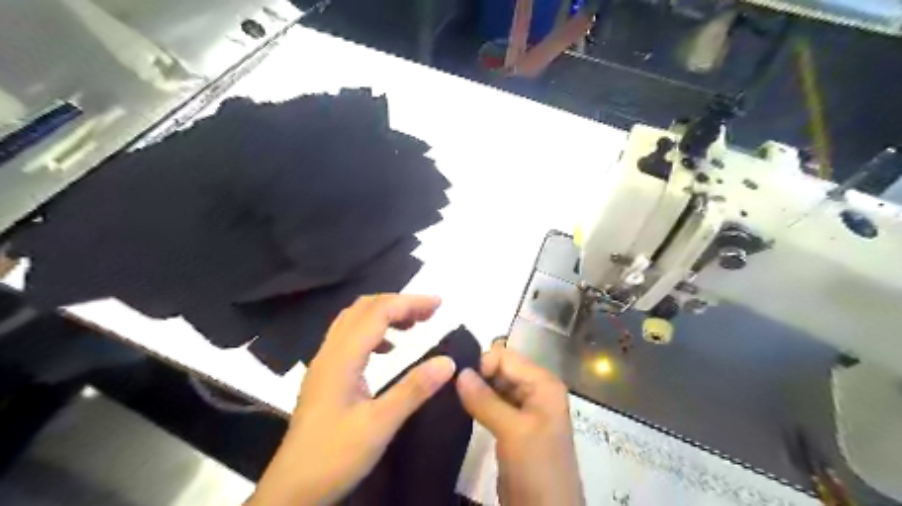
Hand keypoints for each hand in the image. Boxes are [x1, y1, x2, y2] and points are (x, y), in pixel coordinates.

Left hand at [246, 294, 454, 503]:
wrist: (291, 489)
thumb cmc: (334, 456)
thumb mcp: (379, 425)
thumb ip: (414, 389)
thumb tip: (448, 361)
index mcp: (342, 357)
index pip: (378, 312)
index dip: (409, 302)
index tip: (439, 304)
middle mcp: (330, 352)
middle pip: (364, 308)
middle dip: (399, 303)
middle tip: (429, 313)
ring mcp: (324, 363)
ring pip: (354, 320)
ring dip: (385, 314)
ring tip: (413, 325)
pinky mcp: (325, 376)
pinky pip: (349, 337)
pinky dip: (373, 332)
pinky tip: (388, 349)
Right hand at [458, 344, 585, 505]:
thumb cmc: (537, 467)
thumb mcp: (513, 431)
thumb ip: (485, 400)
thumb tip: (457, 371)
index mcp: (543, 383)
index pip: (507, 357)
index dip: (482, 364)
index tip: (456, 379)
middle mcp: (535, 390)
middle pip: (501, 369)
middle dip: (477, 375)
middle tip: (448, 386)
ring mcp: (524, 409)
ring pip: (495, 386)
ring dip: (475, 390)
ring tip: (449, 395)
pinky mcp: (513, 426)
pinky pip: (493, 404)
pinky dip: (477, 404)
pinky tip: (460, 407)